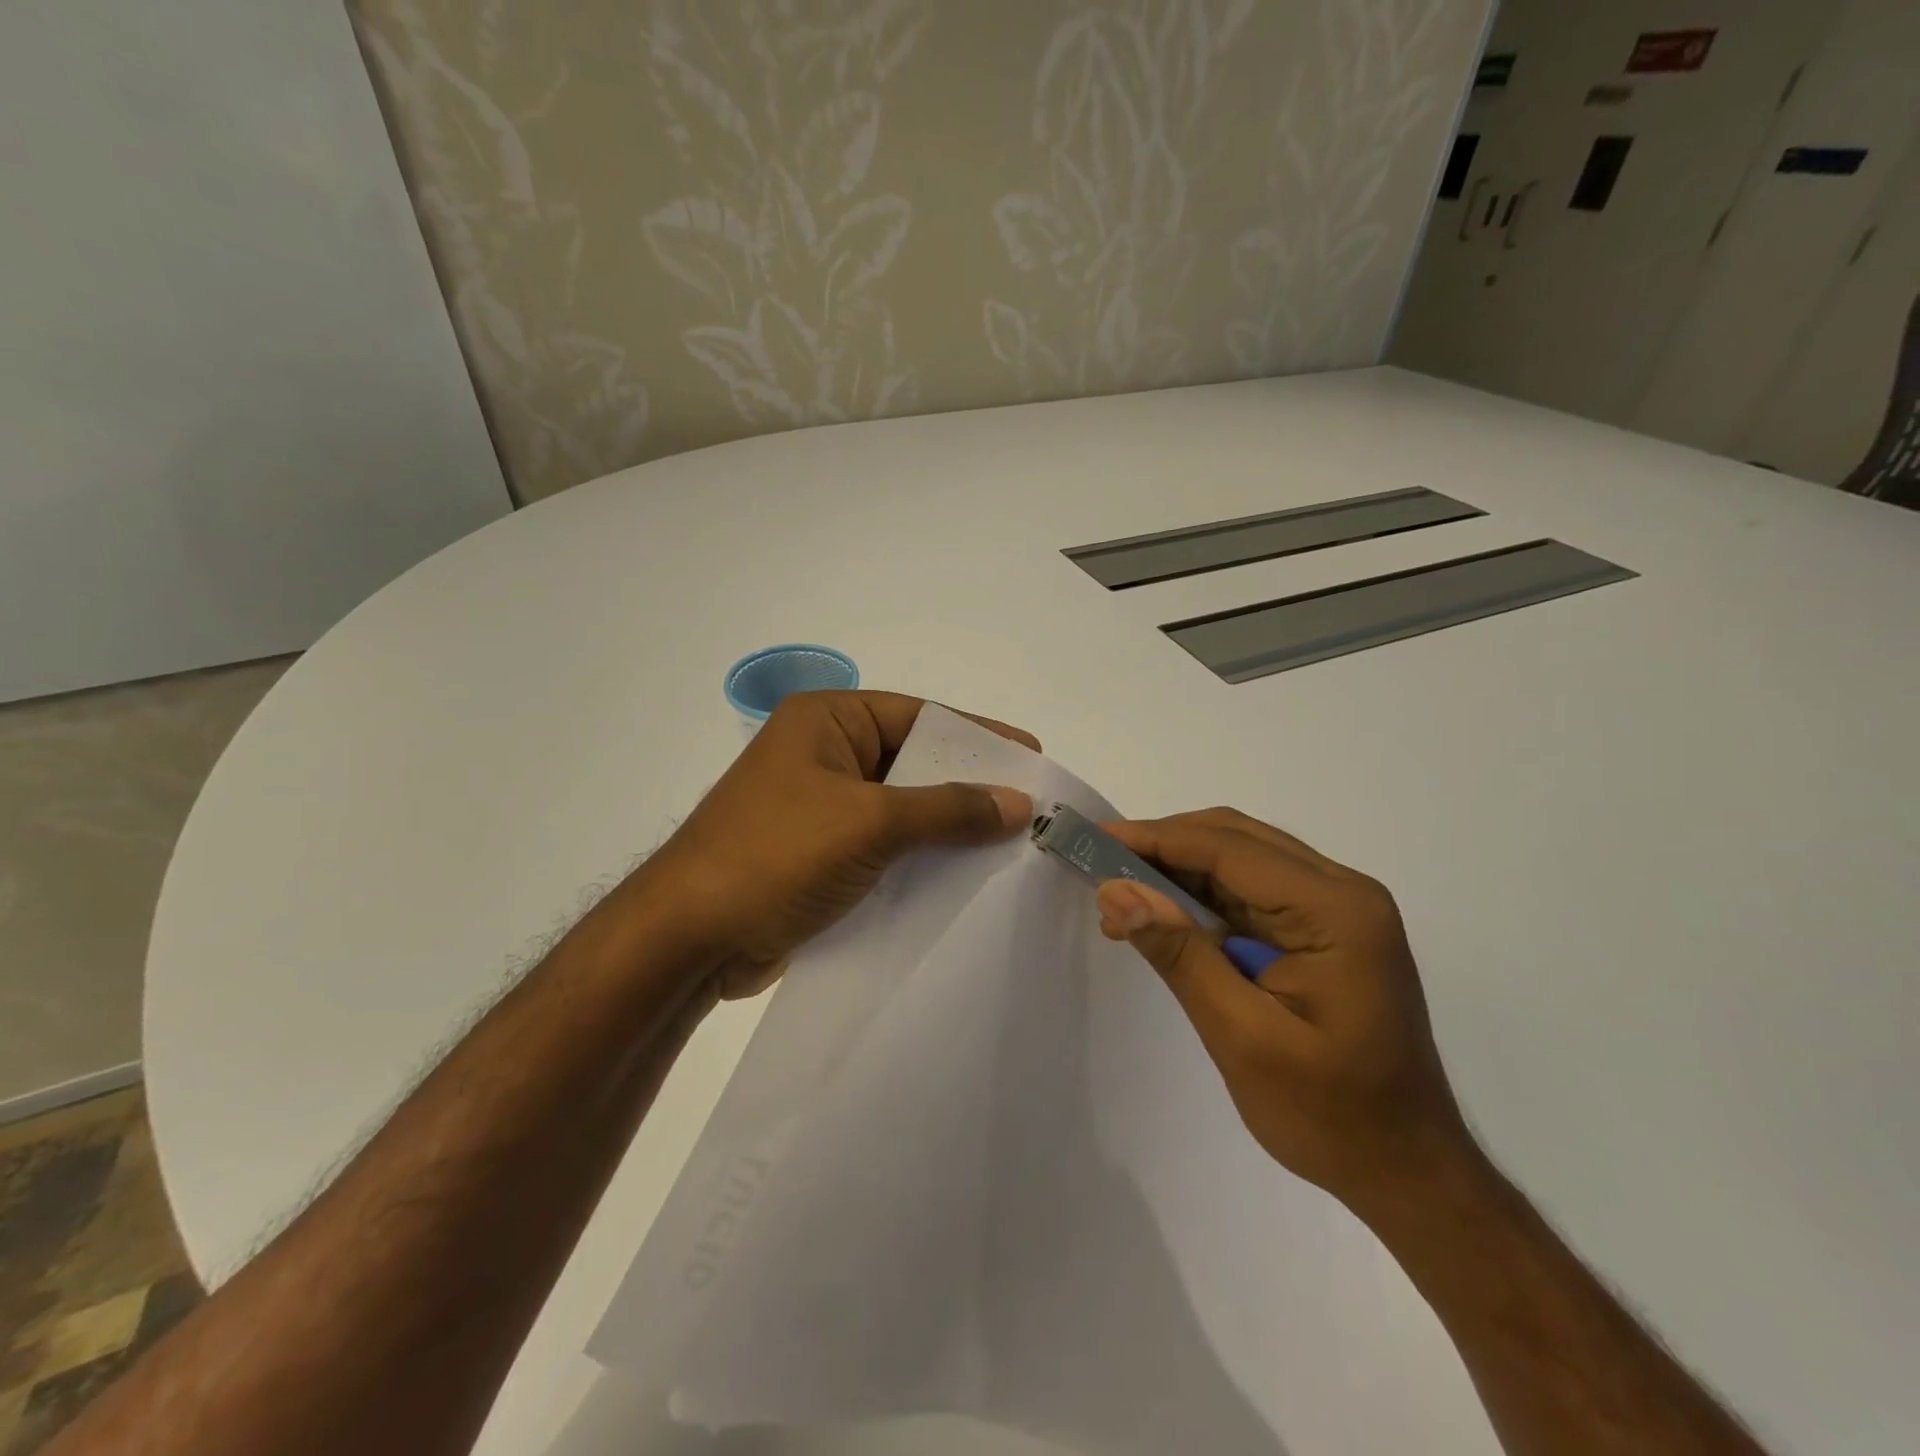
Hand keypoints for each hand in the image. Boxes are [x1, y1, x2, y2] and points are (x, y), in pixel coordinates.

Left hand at [646, 691, 1035, 998]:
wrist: (688, 940)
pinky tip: (965, 876)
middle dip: (968, 786)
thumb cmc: (776, 855)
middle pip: (913, 763)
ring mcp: (820, 807)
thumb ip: (948, 809)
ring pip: (902, 809)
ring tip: (1011, 845)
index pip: (920, 717)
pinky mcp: (820, 855)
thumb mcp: (870, 822)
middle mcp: (824, 755)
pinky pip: (885, 846)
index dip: (978, 736)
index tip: (1032, 756)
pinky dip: (922, 858)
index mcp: (827, 721)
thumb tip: (1019, 802)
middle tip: (1030, 806)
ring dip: (948, 827)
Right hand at [1095, 809, 1477, 1220]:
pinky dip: (1202, 896)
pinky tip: (1164, 915)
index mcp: (1336, 910)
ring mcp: (1338, 908)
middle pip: (1237, 839)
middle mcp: (1343, 891)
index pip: (1229, 849)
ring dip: (1179, 868)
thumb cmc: (1331, 1115)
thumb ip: (1180, 955)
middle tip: (1100, 862)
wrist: (1407, 1172)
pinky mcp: (1324, 929)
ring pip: (1241, 859)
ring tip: (1121, 891)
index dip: (1156, 838)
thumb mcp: (1243, 1036)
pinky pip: (1252, 891)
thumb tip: (1115, 891)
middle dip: (1164, 845)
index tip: (1095, 837)